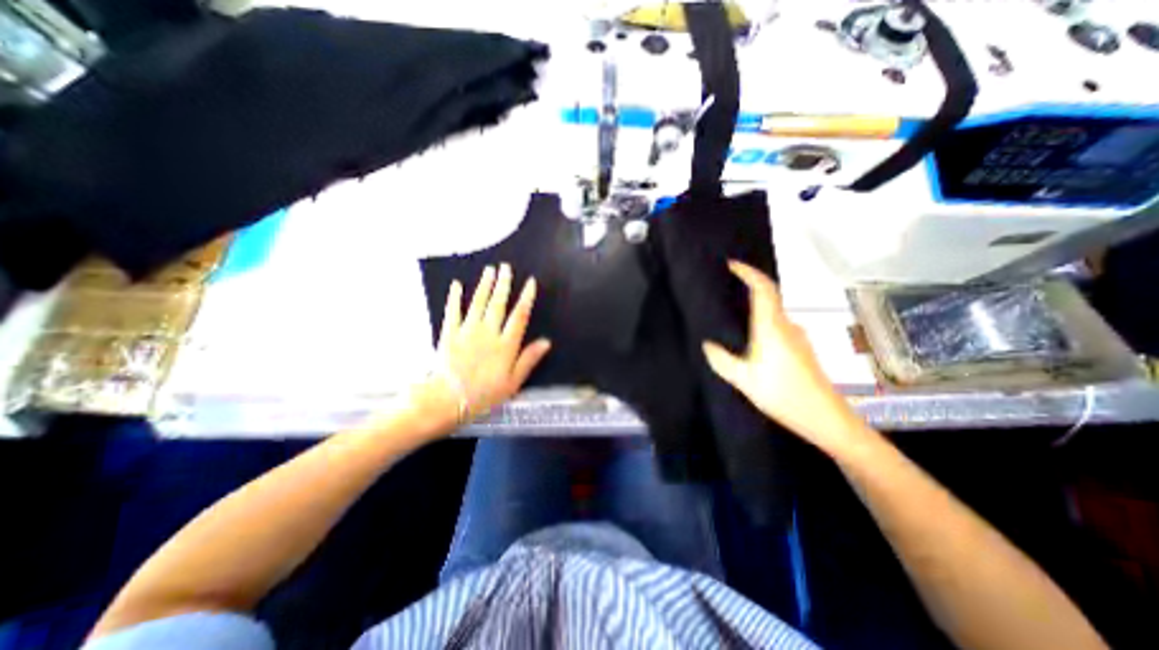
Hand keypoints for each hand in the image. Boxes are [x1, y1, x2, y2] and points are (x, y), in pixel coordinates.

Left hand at [423, 263, 552, 426]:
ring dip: (485, 285)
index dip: (526, 297)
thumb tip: (546, 342)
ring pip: (478, 302)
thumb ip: (529, 359)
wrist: (449, 398)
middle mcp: (488, 332)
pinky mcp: (449, 332)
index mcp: (505, 344)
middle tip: (506, 267)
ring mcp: (468, 330)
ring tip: (490, 270)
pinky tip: (457, 285)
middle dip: (504, 284)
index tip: (530, 282)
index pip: (520, 315)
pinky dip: (455, 297)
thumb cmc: (485, 393)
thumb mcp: (513, 382)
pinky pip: (453, 311)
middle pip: (498, 303)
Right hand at [702, 262, 874, 453]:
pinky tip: (751, 338)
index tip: (732, 265)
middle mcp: (787, 326)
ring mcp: (798, 337)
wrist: (826, 419)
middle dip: (749, 286)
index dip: (749, 272)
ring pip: (773, 312)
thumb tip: (707, 344)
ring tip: (733, 313)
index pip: (763, 289)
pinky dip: (763, 321)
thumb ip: (722, 360)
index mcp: (772, 327)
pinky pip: (778, 325)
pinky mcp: (801, 348)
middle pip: (769, 296)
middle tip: (726, 288)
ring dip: (755, 306)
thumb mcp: (744, 380)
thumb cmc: (784, 395)